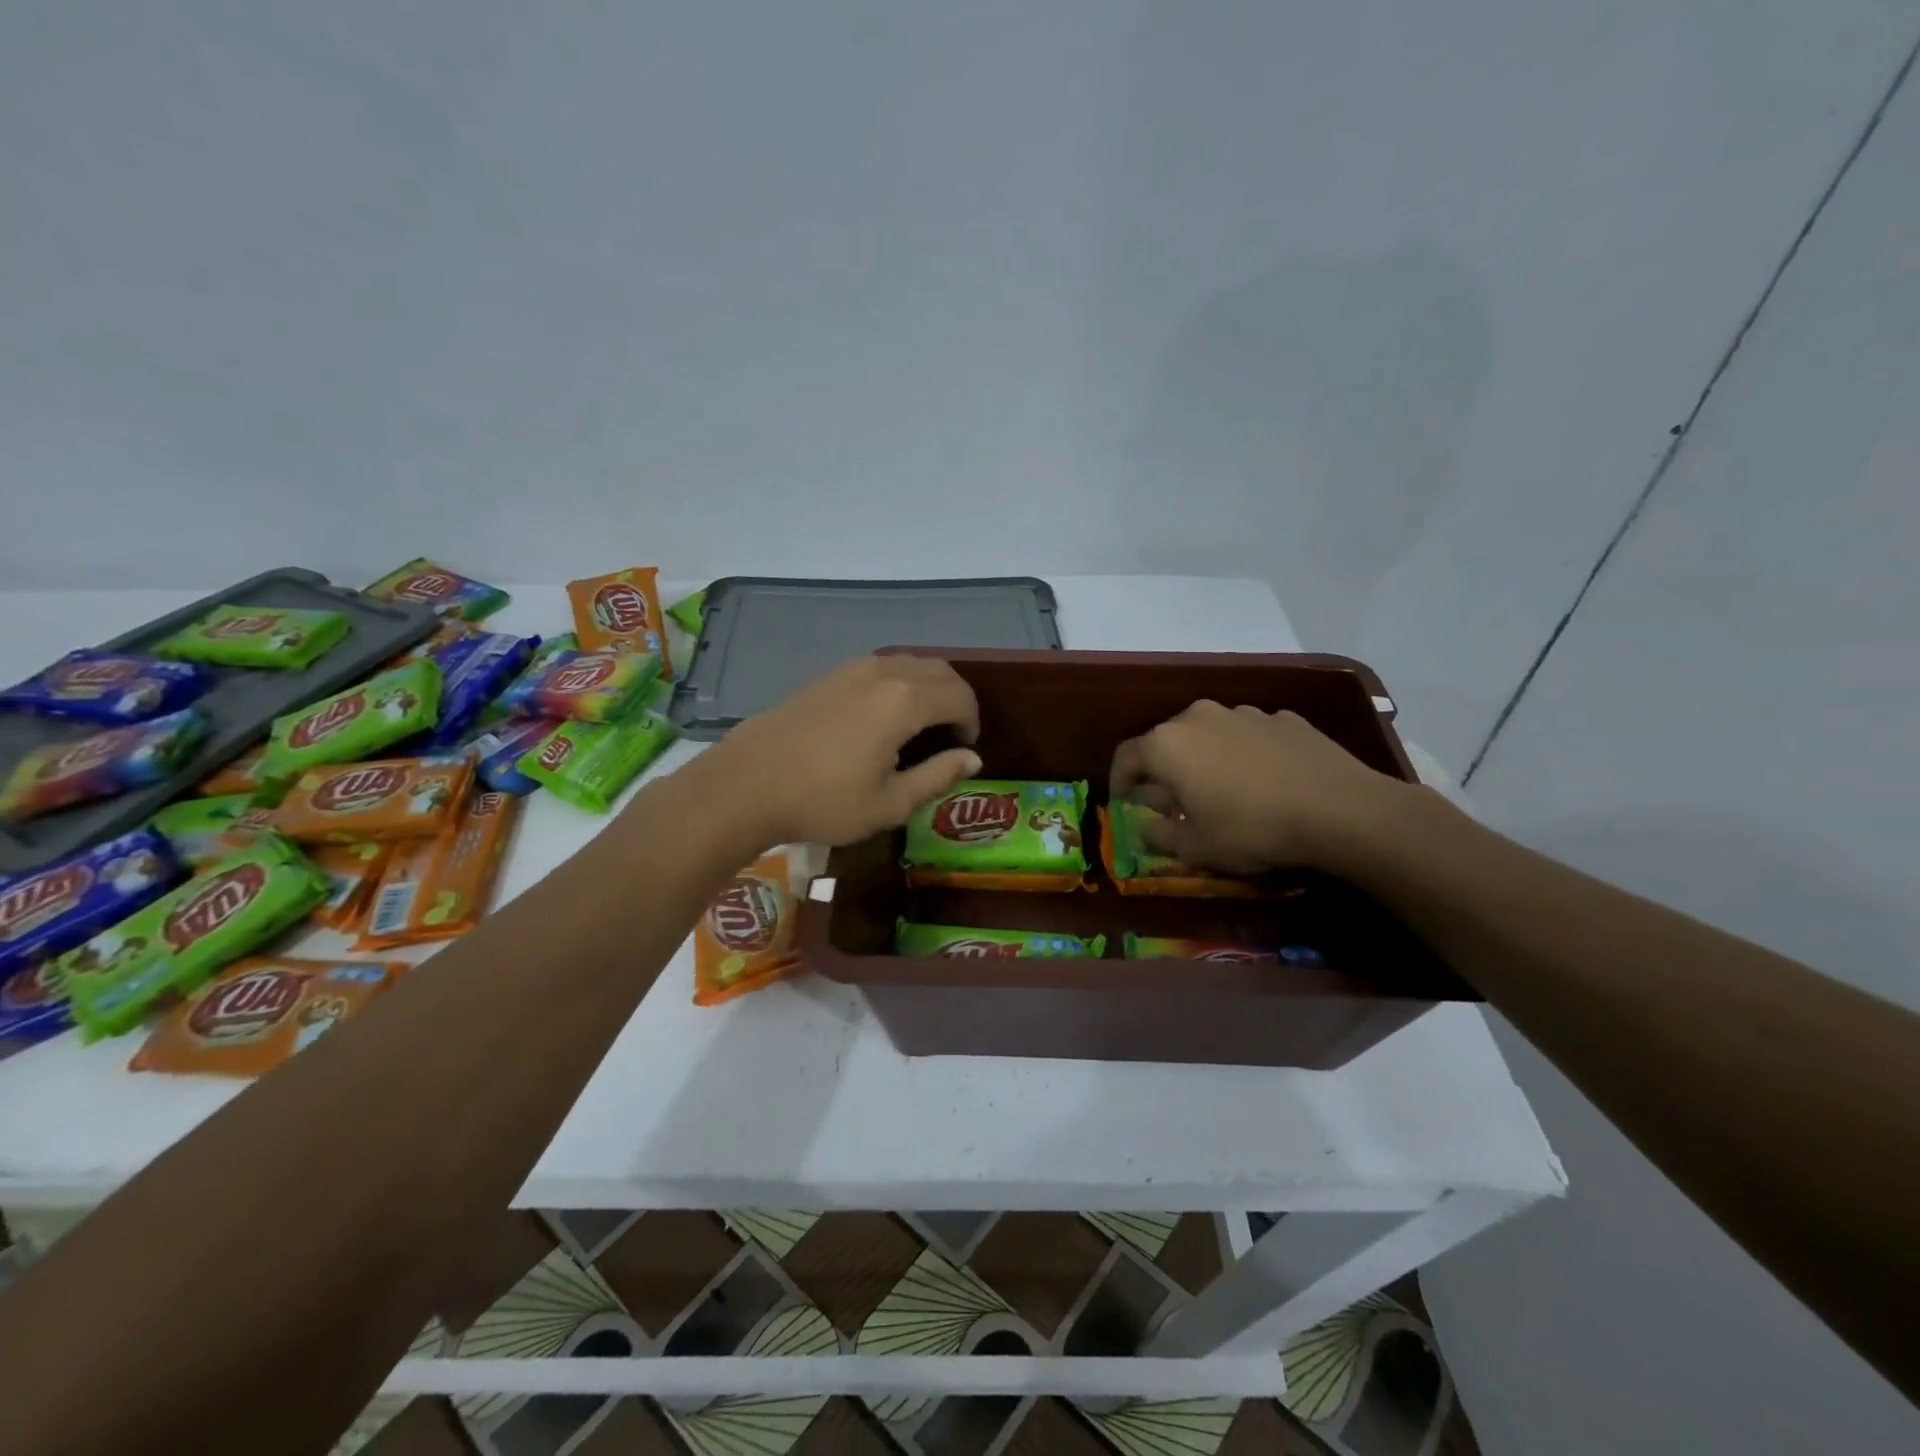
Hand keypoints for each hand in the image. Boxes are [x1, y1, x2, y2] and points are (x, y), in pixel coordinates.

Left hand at [709, 655, 982, 847]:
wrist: (746, 784)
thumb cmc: (824, 801)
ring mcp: (852, 669)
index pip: (960, 696)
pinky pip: (881, 668)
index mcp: (905, 701)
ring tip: (921, 726)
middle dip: (955, 699)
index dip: (971, 722)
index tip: (965, 750)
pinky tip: (883, 718)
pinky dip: (899, 684)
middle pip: (939, 670)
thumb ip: (937, 776)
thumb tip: (972, 759)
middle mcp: (883, 673)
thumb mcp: (890, 803)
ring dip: (927, 688)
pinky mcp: (828, 675)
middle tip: (950, 736)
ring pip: (909, 663)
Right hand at [1109, 701, 1410, 874]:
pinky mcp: (1284, 718)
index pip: (1125, 757)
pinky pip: (1249, 736)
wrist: (1341, 810)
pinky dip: (1245, 754)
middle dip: (1163, 770)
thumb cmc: (1251, 829)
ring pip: (1209, 734)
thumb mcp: (1196, 848)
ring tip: (1221, 790)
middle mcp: (1199, 717)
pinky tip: (1264, 781)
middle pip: (1166, 740)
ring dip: (1205, 758)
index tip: (1125, 804)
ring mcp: (1244, 713)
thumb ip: (1159, 836)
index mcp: (1167, 744)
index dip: (1119, 782)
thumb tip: (1145, 827)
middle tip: (1172, 800)